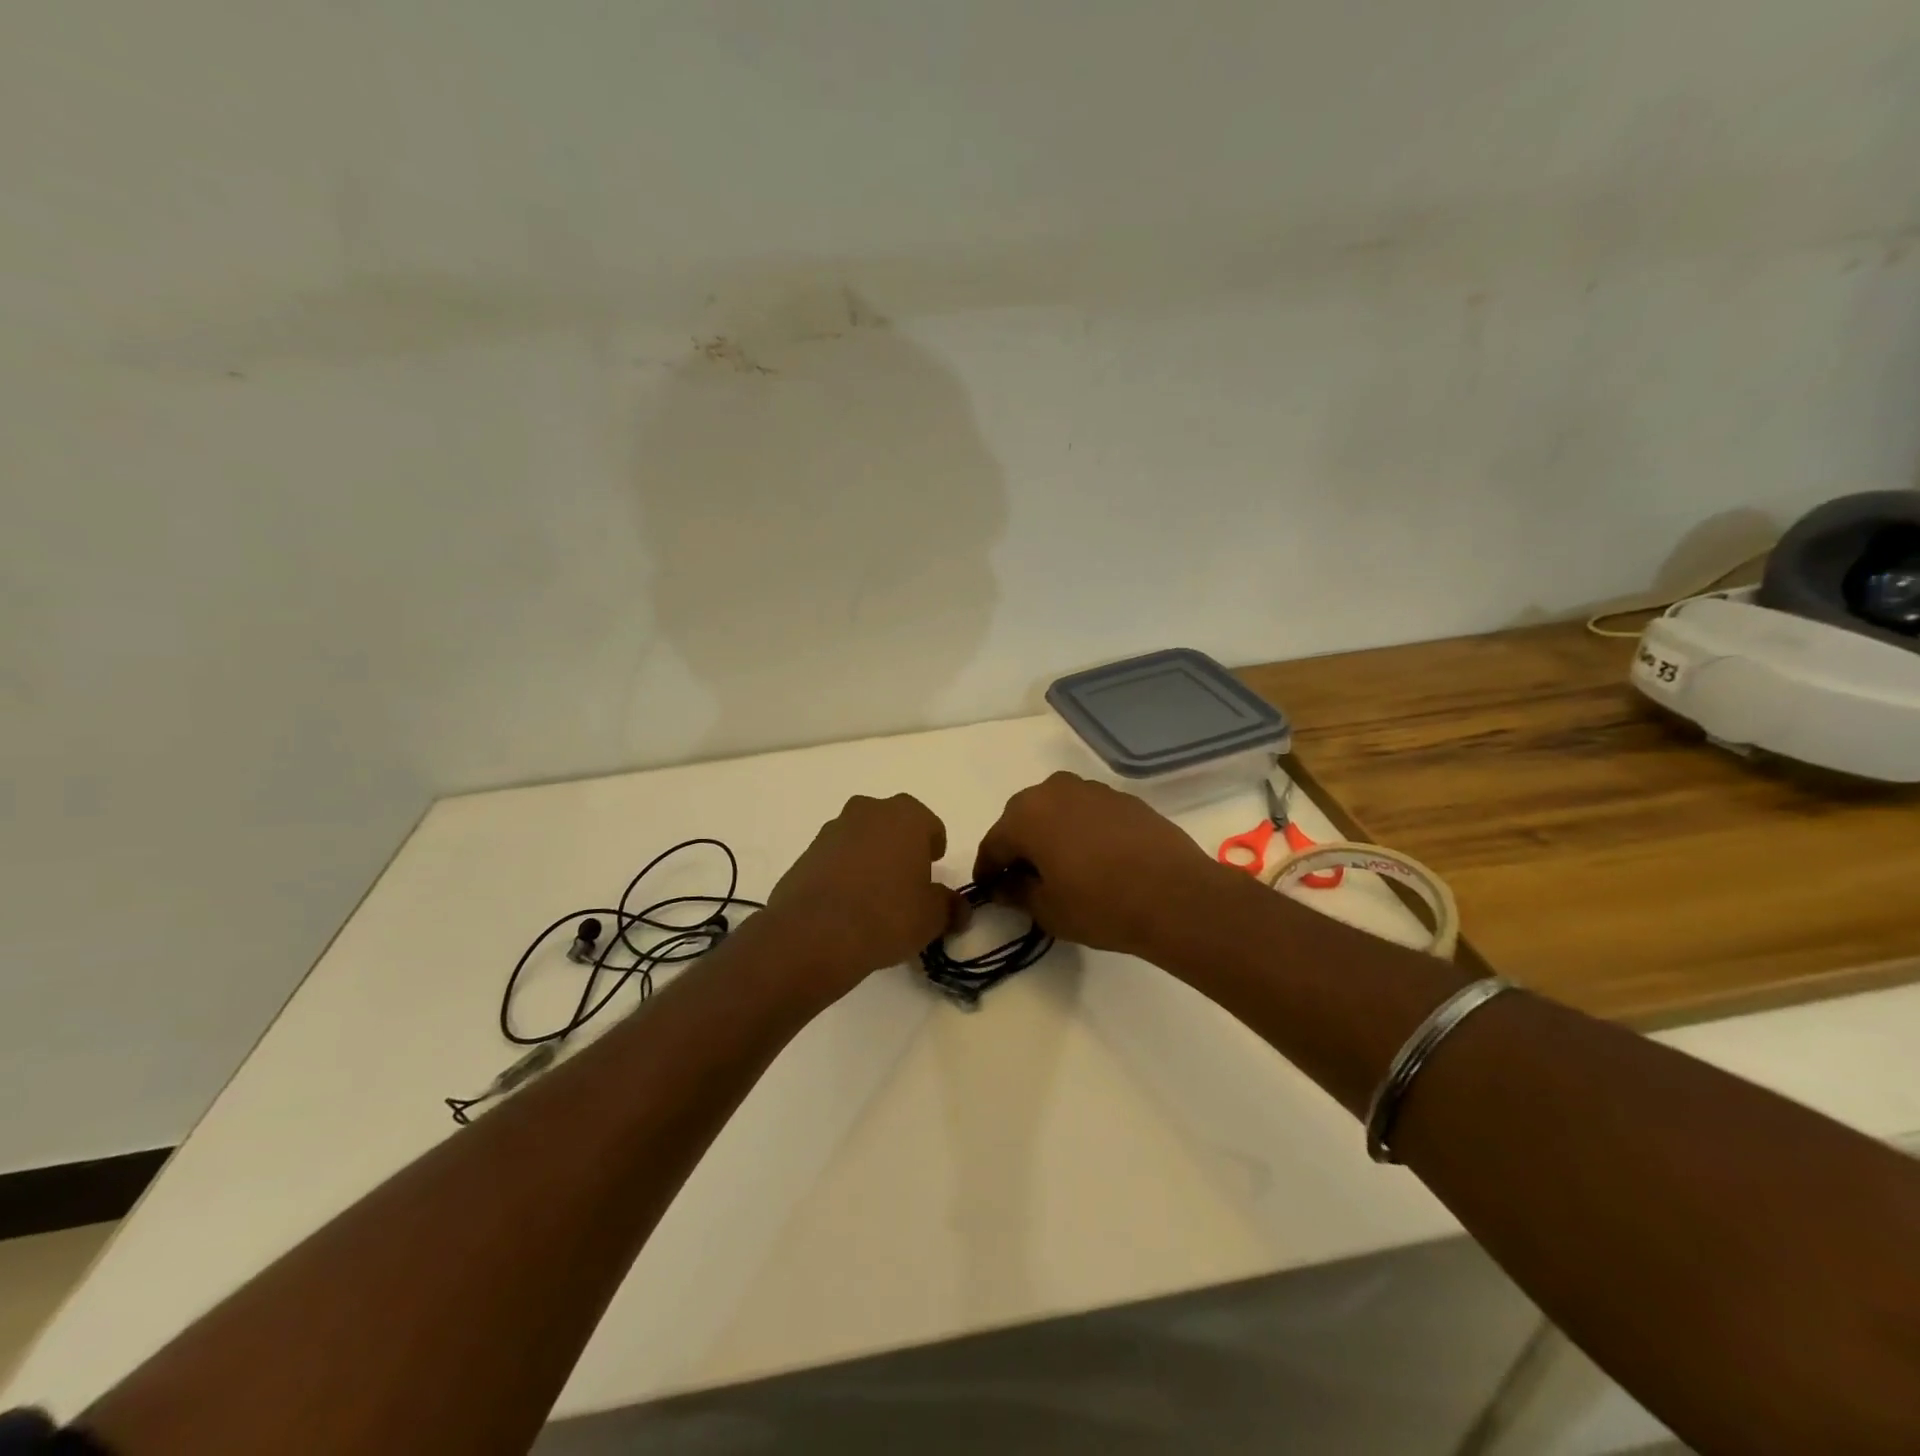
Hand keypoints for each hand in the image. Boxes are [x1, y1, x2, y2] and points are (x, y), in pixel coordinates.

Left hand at [761, 793, 965, 995]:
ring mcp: (832, 830)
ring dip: (870, 858)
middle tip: (905, 882)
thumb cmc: (887, 914)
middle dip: (900, 847)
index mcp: (906, 816)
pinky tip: (846, 905)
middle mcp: (868, 811)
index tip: (933, 871)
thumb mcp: (932, 917)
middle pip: (892, 824)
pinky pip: (835, 858)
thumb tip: (960, 909)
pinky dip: (843, 873)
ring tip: (873, 897)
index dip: (934, 848)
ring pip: (861, 838)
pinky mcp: (806, 853)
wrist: (815, 933)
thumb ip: (950, 906)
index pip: (930, 825)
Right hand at [973, 771, 1231, 959]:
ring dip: (1050, 834)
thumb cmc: (1100, 905)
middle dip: (1018, 846)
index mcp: (1025, 815)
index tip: (988, 890)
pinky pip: (1087, 812)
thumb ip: (1016, 893)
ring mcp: (1091, 790)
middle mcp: (1054, 790)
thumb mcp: (1047, 910)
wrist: (1176, 895)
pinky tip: (1094, 858)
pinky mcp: (1123, 798)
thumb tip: (1004, 885)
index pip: (994, 844)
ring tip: (1061, 867)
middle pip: (1023, 818)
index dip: (987, 870)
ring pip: (1056, 810)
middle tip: (1023, 878)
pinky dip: (1081, 830)